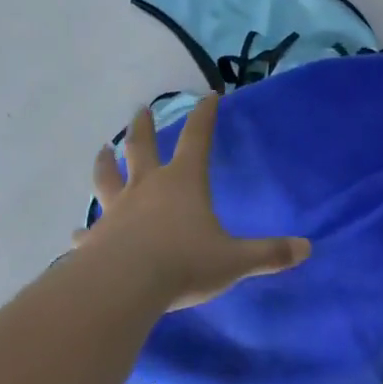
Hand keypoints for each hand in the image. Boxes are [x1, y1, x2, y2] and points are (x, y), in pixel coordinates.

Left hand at [75, 96, 310, 309]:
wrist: (124, 286)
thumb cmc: (184, 263)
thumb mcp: (234, 260)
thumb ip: (269, 254)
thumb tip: (306, 249)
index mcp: (183, 182)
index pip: (197, 138)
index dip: (205, 116)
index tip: (208, 96)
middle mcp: (147, 187)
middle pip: (141, 147)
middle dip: (143, 126)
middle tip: (139, 109)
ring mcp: (116, 210)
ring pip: (108, 177)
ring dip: (105, 162)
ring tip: (102, 149)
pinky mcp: (95, 238)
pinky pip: (89, 230)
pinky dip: (84, 230)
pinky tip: (76, 233)